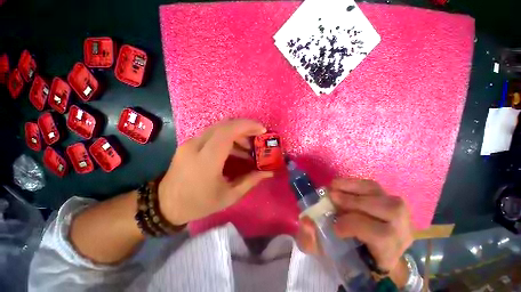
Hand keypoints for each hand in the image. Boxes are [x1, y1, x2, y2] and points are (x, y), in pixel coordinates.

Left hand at [158, 119, 273, 225]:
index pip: (227, 132)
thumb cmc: (199, 203)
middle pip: (224, 125)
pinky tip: (235, 150)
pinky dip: (228, 137)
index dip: (247, 126)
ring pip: (219, 127)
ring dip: (237, 133)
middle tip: (258, 136)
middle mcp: (196, 146)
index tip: (262, 129)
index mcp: (206, 161)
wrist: (166, 204)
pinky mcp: (189, 143)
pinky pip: (212, 134)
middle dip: (245, 127)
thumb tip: (268, 172)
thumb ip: (250, 181)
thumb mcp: (229, 196)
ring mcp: (190, 143)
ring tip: (248, 147)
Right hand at [296, 179, 412, 283]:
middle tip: (331, 197)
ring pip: (382, 195)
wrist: (364, 247)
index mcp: (388, 253)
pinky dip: (354, 183)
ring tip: (334, 188)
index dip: (355, 226)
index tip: (334, 226)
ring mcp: (398, 212)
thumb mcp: (325, 253)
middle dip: (354, 202)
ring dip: (353, 188)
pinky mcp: (388, 199)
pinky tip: (340, 186)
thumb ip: (311, 241)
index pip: (382, 236)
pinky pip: (373, 185)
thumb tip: (307, 221)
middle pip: (388, 211)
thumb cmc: (346, 252)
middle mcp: (401, 231)